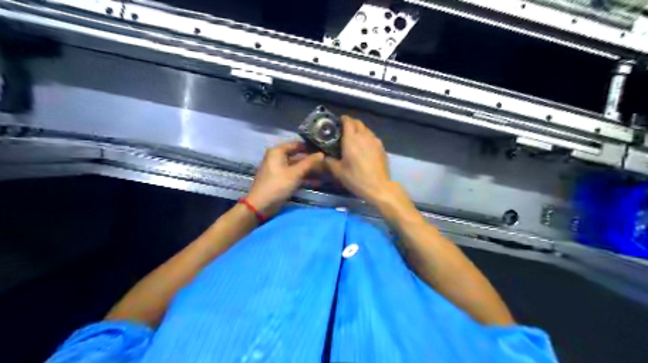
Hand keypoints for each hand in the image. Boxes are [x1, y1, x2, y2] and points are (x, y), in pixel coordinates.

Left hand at [247, 140, 322, 216]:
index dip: (310, 147)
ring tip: (326, 172)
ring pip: (297, 166)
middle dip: (312, 160)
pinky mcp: (281, 180)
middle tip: (327, 162)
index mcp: (277, 151)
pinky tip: (318, 182)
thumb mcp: (295, 173)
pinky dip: (304, 178)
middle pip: (298, 156)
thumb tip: (322, 154)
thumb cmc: (277, 185)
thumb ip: (309, 163)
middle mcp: (277, 157)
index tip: (324, 149)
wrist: (261, 206)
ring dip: (310, 170)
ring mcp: (279, 169)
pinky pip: (295, 175)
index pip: (297, 144)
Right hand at [327, 114, 391, 204]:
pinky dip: (367, 137)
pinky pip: (372, 137)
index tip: (338, 122)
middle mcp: (364, 136)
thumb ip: (329, 161)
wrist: (378, 187)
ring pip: (366, 129)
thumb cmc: (356, 178)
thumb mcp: (338, 172)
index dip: (343, 119)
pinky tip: (364, 147)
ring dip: (359, 130)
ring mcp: (375, 141)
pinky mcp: (382, 147)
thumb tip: (324, 157)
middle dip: (351, 123)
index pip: (348, 121)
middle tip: (344, 130)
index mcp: (351, 139)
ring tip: (354, 138)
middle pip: (358, 123)